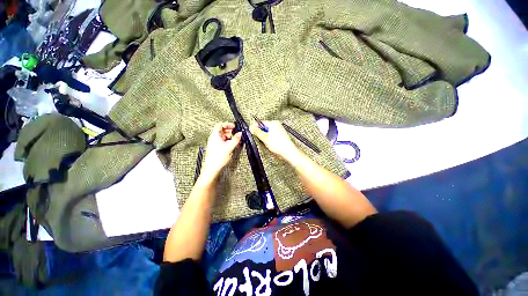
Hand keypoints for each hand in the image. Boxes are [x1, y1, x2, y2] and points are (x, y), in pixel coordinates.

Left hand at [201, 122, 241, 180]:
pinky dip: (228, 141)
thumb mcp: (230, 147)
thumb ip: (236, 139)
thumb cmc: (218, 158)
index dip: (228, 124)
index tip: (234, 126)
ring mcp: (215, 143)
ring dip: (230, 137)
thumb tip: (240, 134)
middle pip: (222, 130)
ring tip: (236, 140)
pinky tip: (232, 145)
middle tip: (236, 133)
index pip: (220, 125)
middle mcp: (214, 138)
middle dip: (230, 131)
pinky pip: (223, 142)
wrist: (212, 168)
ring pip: (223, 136)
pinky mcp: (216, 148)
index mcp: (215, 135)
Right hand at [249, 121, 299, 159]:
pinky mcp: (280, 136)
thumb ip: (257, 132)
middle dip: (261, 134)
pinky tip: (271, 145)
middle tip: (261, 139)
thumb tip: (251, 128)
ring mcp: (279, 130)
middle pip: (264, 128)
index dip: (255, 127)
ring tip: (267, 143)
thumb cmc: (279, 145)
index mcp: (273, 123)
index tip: (251, 131)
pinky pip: (272, 136)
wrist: (288, 152)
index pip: (260, 122)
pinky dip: (269, 140)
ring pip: (267, 133)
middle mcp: (277, 125)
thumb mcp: (264, 138)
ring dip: (265, 138)